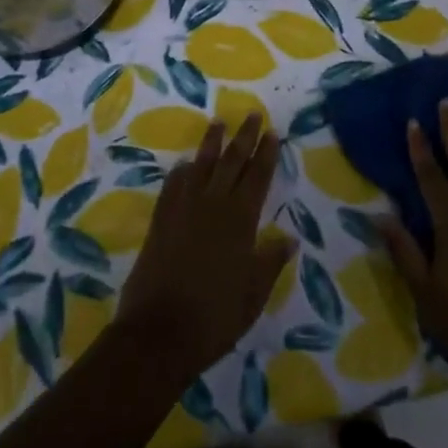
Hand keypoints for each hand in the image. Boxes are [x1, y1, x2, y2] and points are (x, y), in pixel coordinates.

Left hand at [114, 116, 296, 381]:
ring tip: (218, 123)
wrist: (159, 333)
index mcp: (240, 220)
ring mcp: (183, 210)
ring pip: (201, 166)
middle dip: (243, 137)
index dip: (266, 154)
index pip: (257, 177)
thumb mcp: (253, 294)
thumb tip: (288, 238)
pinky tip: (185, 164)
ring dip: (211, 144)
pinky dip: (181, 172)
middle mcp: (213, 205)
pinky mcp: (161, 221)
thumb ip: (270, 262)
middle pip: (231, 162)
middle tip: (251, 114)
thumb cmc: (215, 316)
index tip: (272, 132)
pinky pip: (173, 186)